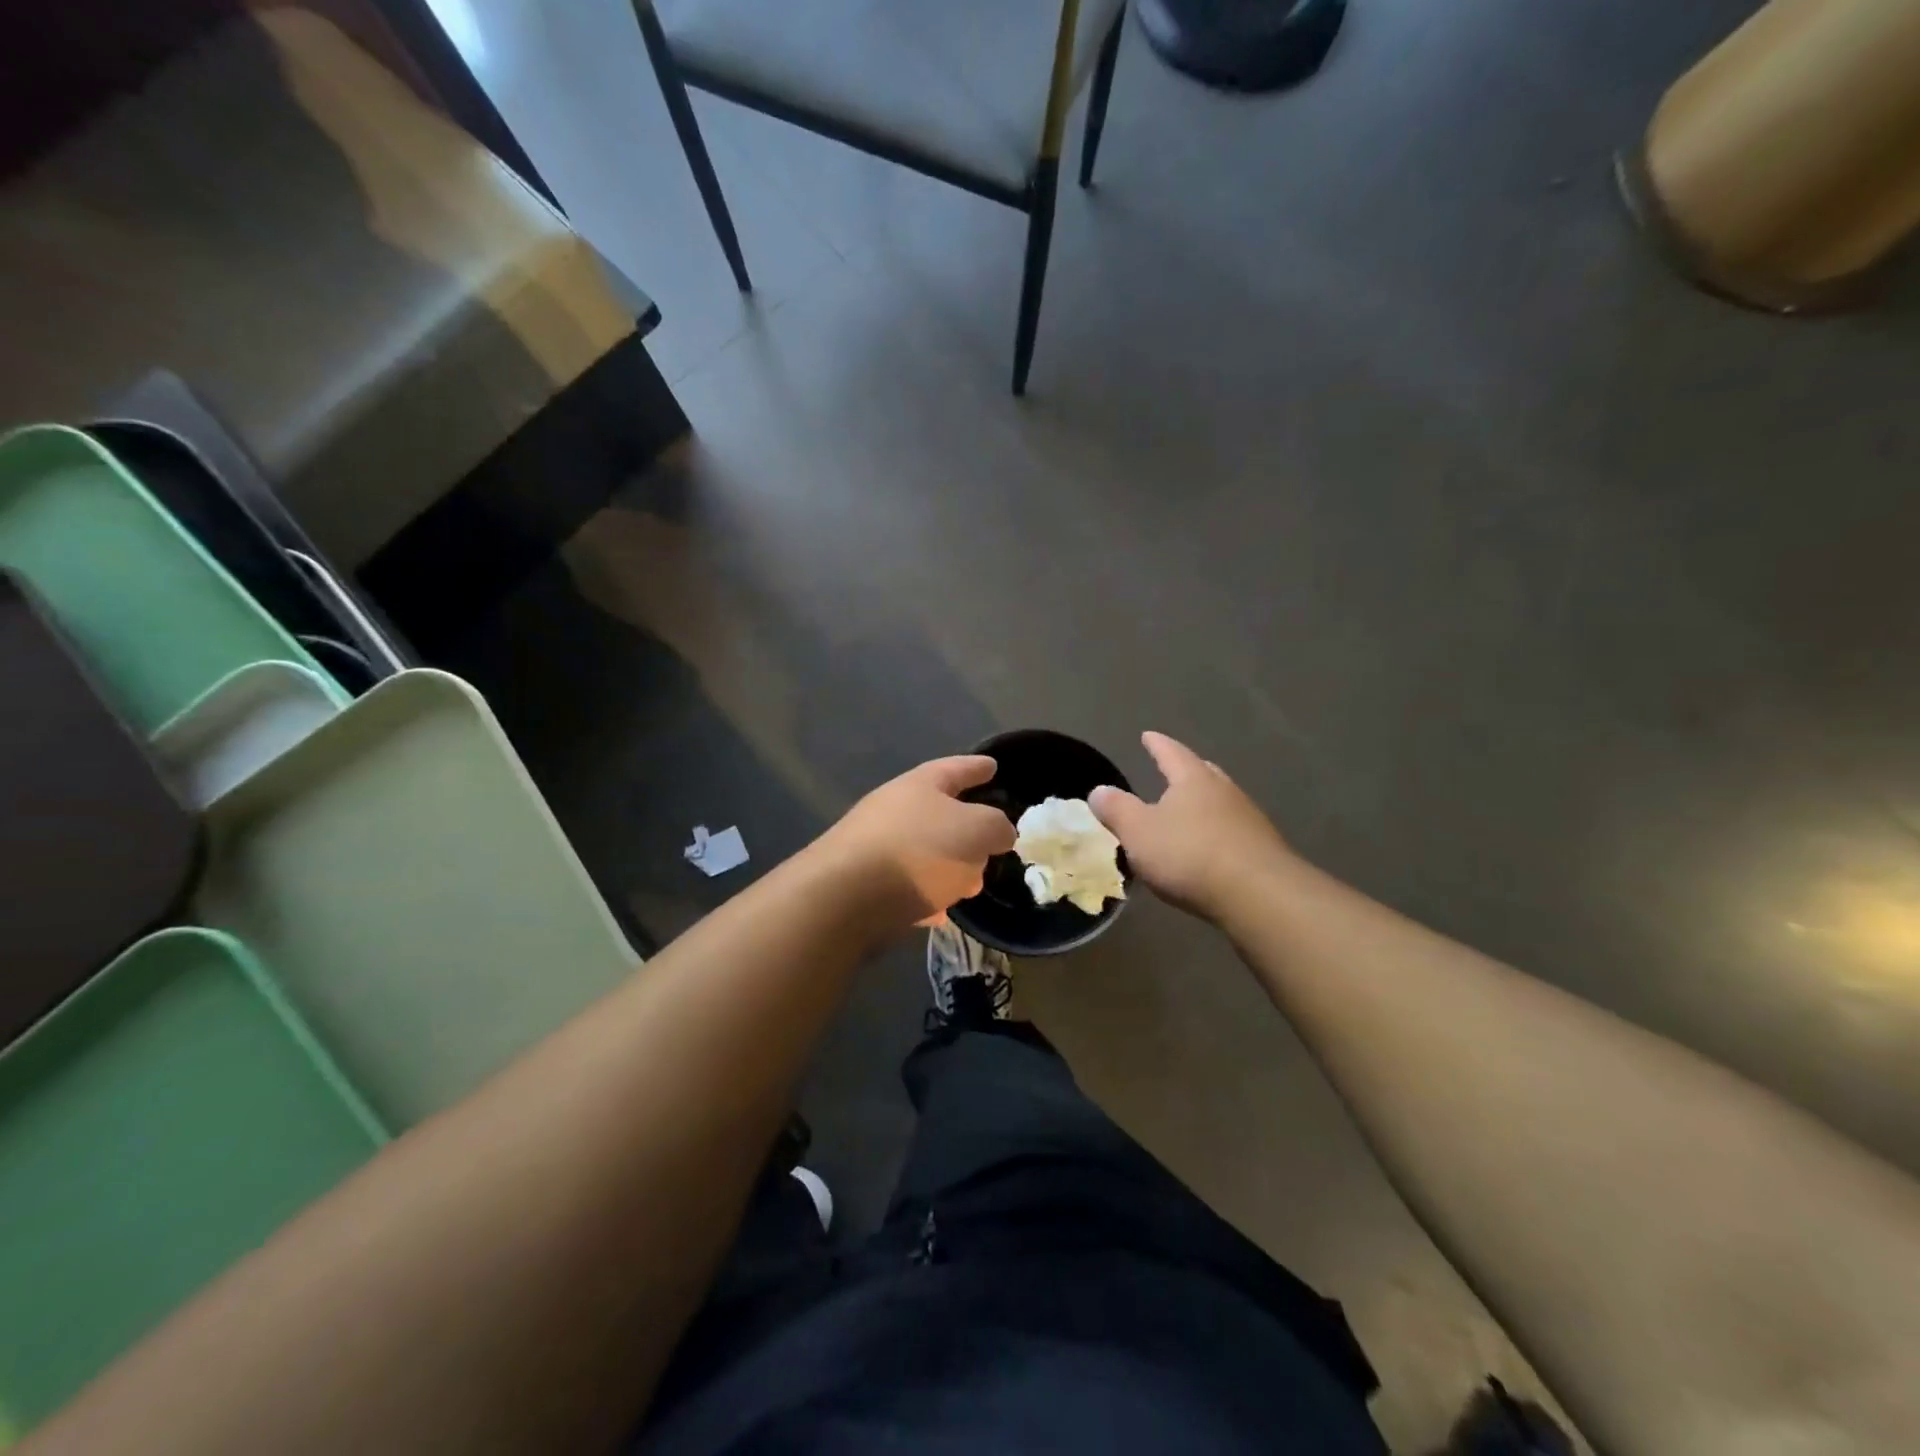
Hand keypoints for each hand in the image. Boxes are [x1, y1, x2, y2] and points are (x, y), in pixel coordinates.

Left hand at [810, 756, 1017, 934]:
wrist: (847, 898)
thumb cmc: (919, 850)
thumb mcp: (977, 830)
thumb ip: (996, 827)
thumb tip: (998, 833)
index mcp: (920, 785)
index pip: (956, 768)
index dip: (977, 767)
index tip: (993, 765)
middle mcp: (894, 809)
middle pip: (939, 813)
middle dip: (967, 829)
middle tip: (991, 843)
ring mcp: (876, 847)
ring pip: (925, 852)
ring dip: (949, 867)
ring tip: (971, 885)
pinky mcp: (865, 885)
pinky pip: (907, 886)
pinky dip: (926, 895)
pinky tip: (939, 913)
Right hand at [1091, 732, 1293, 922]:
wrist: (1258, 894)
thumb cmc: (1190, 854)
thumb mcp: (1139, 832)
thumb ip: (1116, 810)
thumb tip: (1099, 791)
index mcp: (1193, 779)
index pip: (1171, 753)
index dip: (1157, 745)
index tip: (1147, 736)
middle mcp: (1224, 791)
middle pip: (1203, 773)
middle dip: (1186, 771)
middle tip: (1172, 769)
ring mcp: (1249, 820)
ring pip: (1221, 802)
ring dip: (1203, 804)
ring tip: (1188, 812)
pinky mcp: (1262, 850)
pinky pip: (1233, 832)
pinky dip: (1217, 833)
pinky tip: (1209, 848)